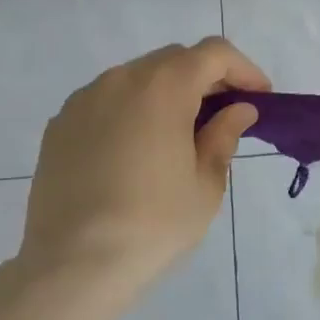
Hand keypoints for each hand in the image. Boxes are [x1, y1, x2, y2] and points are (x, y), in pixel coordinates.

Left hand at [17, 38, 268, 306]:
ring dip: (167, 93)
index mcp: (164, 87)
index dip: (244, 69)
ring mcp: (84, 100)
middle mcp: (121, 79)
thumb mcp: (205, 183)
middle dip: (207, 78)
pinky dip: (132, 110)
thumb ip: (224, 135)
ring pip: (138, 78)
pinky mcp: (59, 125)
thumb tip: (238, 110)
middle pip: (175, 60)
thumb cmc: (153, 223)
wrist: (72, 266)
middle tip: (225, 115)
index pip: (214, 53)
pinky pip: (107, 101)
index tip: (260, 98)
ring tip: (179, 134)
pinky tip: (137, 151)